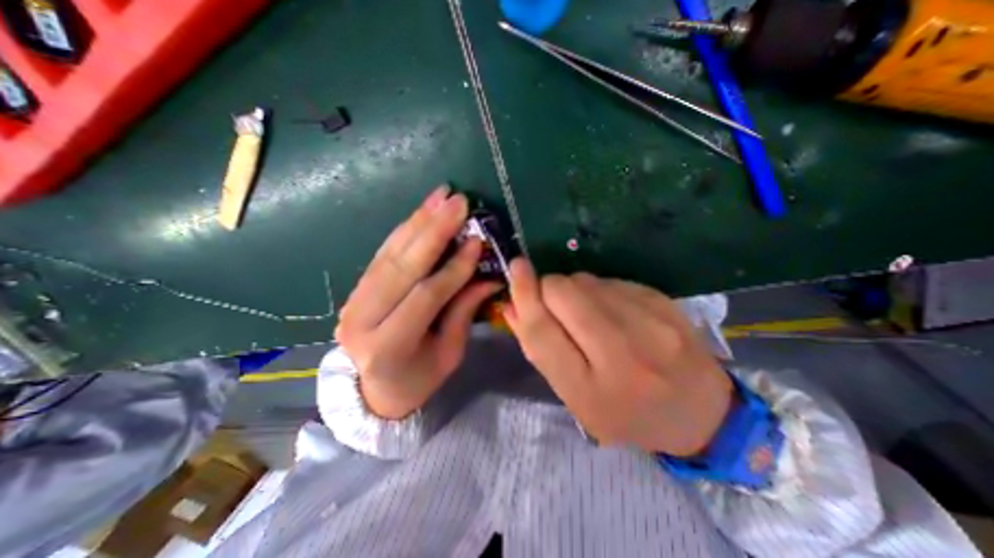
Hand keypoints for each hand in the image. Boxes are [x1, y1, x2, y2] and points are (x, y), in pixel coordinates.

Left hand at [335, 188, 505, 417]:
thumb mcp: (448, 354)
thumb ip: (464, 312)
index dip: (454, 268)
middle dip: (435, 230)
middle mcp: (363, 319)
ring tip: (441, 197)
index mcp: (389, 347)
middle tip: (459, 202)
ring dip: (419, 221)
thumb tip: (489, 277)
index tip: (477, 242)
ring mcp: (353, 301)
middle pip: (403, 266)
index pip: (426, 296)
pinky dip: (405, 230)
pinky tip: (422, 211)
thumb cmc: (418, 379)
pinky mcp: (356, 289)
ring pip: (390, 253)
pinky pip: (383, 253)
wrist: (373, 391)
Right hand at [506, 259, 726, 455]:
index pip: (543, 330)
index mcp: (591, 389)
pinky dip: (598, 290)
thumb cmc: (625, 413)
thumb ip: (540, 350)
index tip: (515, 268)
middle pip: (562, 292)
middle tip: (554, 306)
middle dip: (547, 289)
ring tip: (588, 316)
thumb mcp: (574, 398)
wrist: (701, 412)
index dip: (523, 295)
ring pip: (584, 280)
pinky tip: (612, 312)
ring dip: (573, 291)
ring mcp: (648, 322)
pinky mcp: (662, 300)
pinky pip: (608, 280)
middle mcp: (621, 353)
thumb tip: (511, 305)